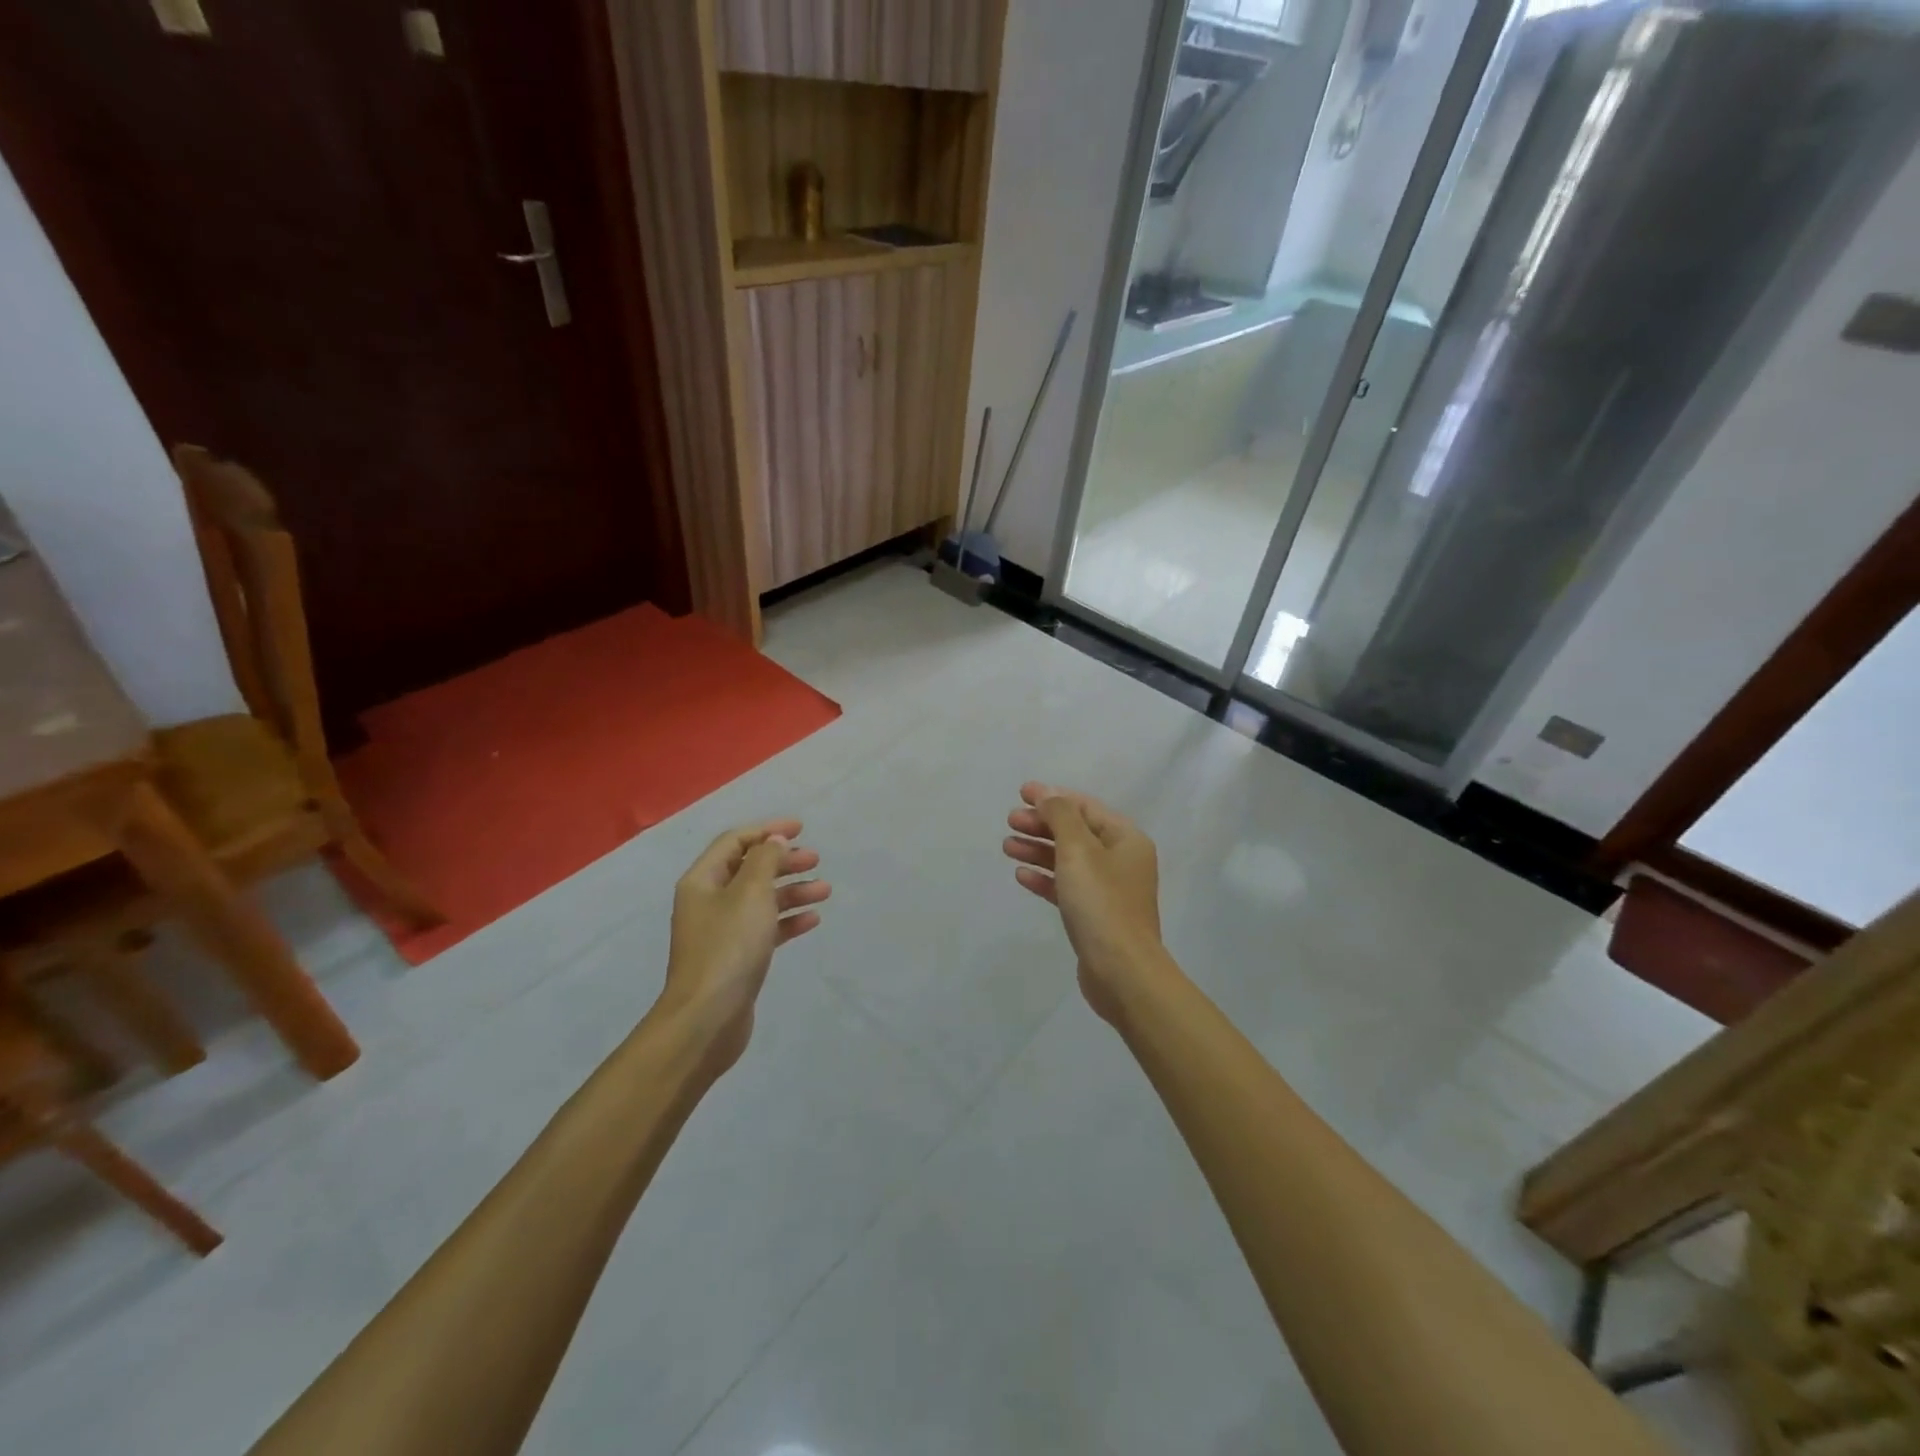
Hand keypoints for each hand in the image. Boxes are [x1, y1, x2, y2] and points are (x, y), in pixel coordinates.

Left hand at [659, 819, 829, 1071]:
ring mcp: (721, 932)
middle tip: (815, 859)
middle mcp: (708, 902)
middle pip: (749, 869)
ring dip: (791, 890)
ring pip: (761, 900)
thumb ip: (765, 861)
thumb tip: (774, 841)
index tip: (801, 829)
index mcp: (702, 881)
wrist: (707, 1019)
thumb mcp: (750, 894)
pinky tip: (812, 920)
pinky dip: (787, 920)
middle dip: (783, 861)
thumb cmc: (728, 948)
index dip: (767, 831)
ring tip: (824, 890)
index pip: (735, 842)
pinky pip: (765, 928)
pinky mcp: (736, 958)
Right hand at [1002, 783, 1164, 1022]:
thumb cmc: (1101, 903)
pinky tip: (1021, 875)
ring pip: (1068, 859)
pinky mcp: (1095, 915)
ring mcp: (1109, 890)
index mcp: (1126, 839)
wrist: (1122, 971)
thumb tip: (1048, 795)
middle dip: (1042, 824)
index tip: (1021, 793)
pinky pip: (1066, 887)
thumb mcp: (1078, 850)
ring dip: (1038, 849)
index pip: (1085, 807)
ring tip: (1007, 846)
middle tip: (1010, 820)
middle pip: (1075, 832)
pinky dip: (1045, 878)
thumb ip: (1061, 816)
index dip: (1053, 796)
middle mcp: (1121, 860)